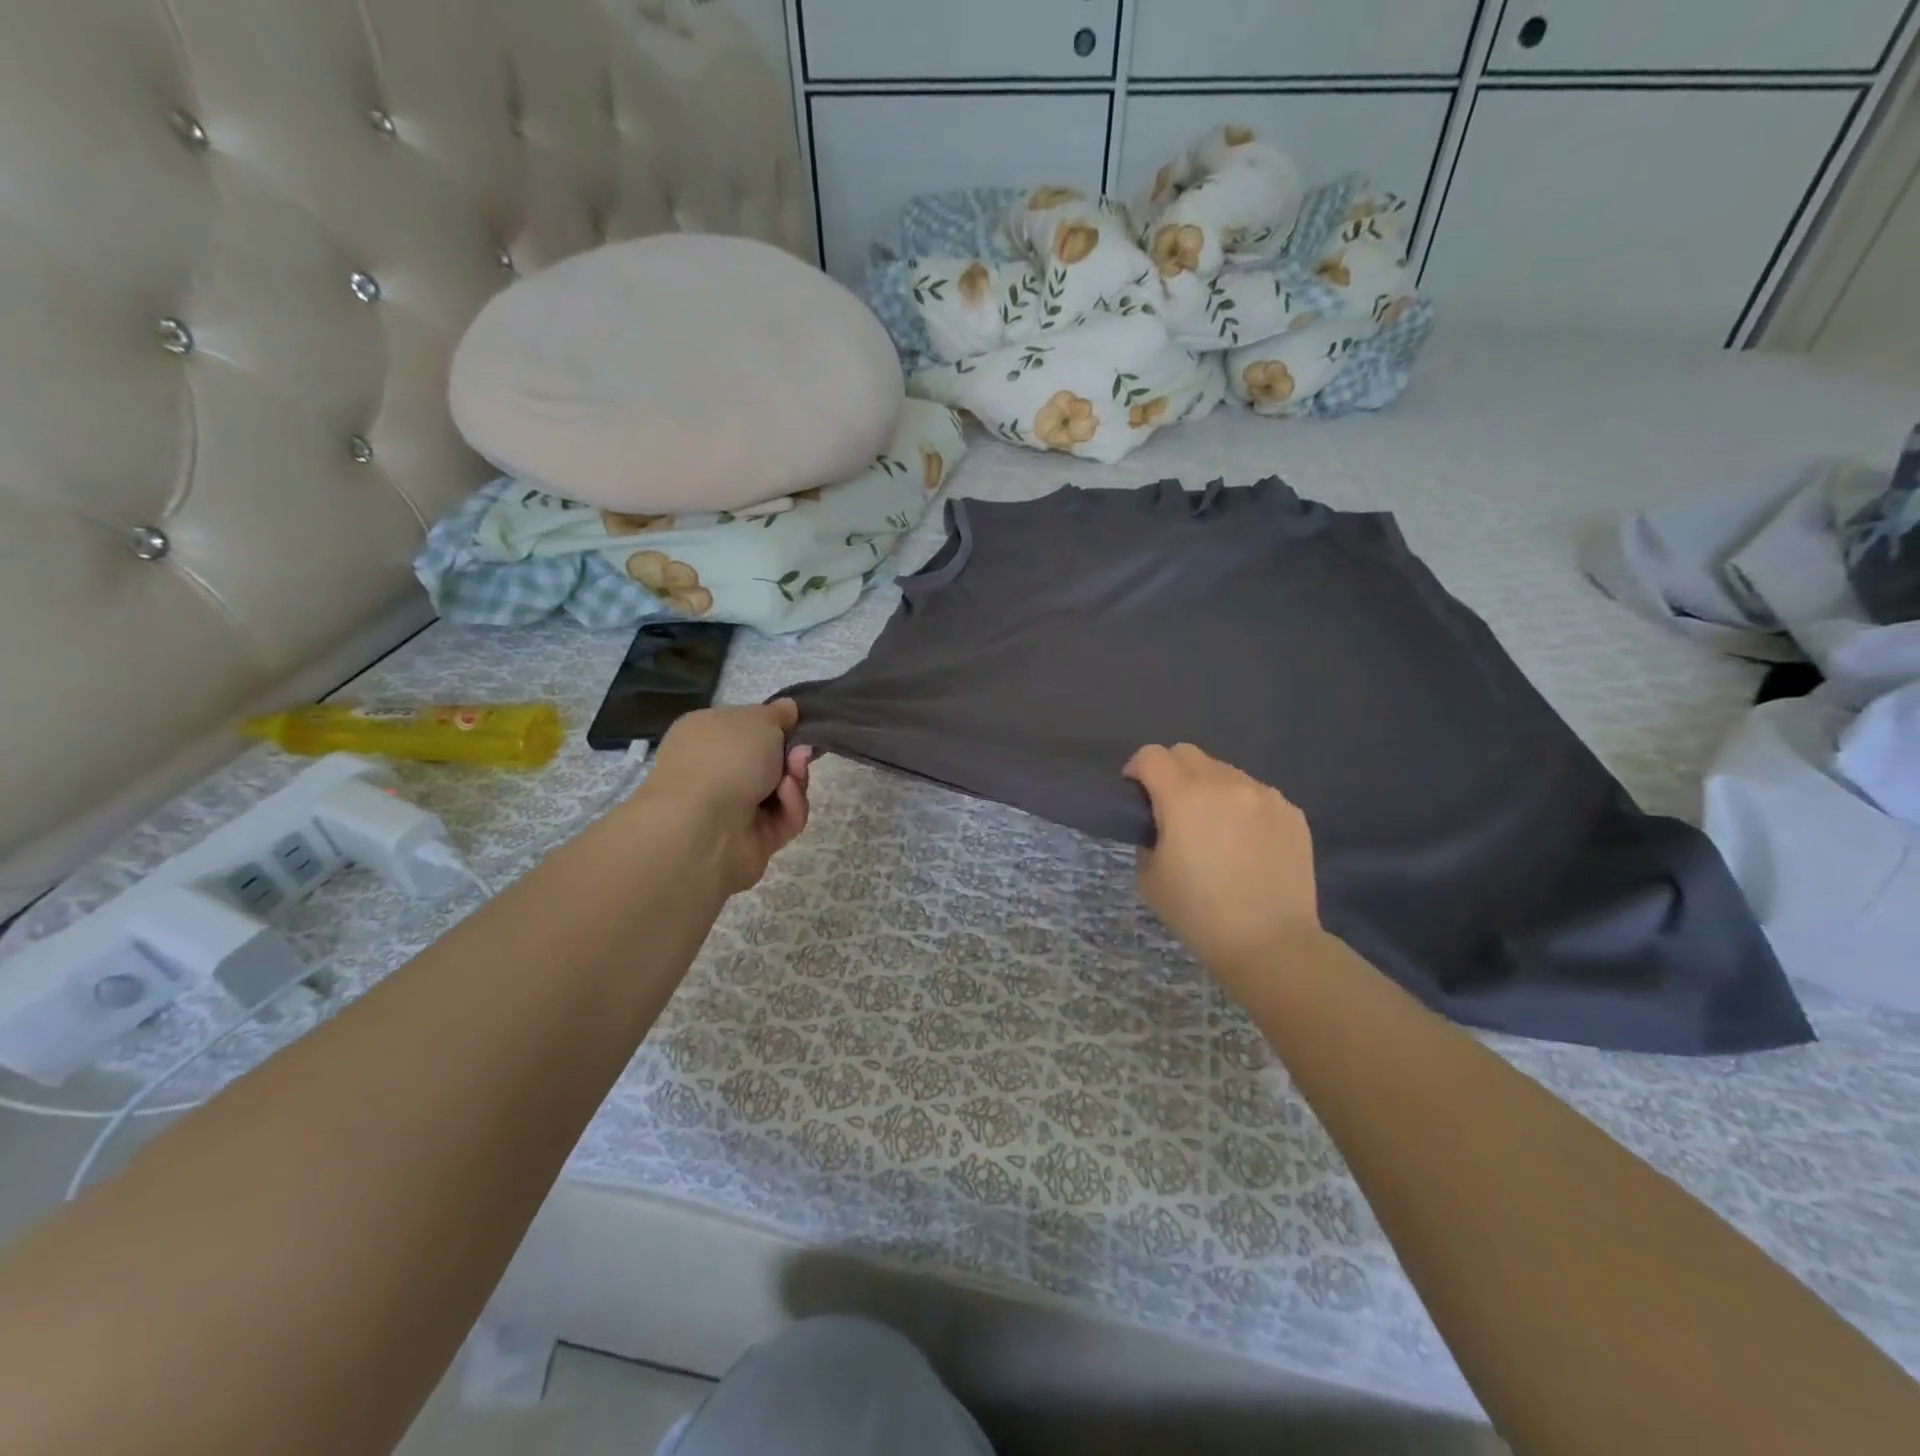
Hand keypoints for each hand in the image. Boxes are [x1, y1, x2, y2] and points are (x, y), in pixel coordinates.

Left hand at [637, 700, 811, 894]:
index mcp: (707, 734)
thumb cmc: (726, 757)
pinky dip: (791, 806)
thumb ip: (779, 714)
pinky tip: (785, 798)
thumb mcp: (759, 719)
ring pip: (782, 790)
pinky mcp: (753, 838)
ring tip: (791, 778)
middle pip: (771, 760)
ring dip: (796, 780)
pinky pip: (785, 818)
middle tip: (802, 753)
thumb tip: (789, 708)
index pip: (747, 727)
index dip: (776, 726)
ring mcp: (734, 807)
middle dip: (792, 756)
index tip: (800, 726)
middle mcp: (717, 770)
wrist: (703, 826)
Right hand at [1124, 743, 1321, 985]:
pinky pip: (1255, 793)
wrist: (1270, 943)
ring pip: (1224, 771)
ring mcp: (1264, 794)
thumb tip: (1161, 823)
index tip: (1137, 795)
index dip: (1136, 770)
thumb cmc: (1199, 913)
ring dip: (1209, 788)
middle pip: (1187, 753)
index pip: (1151, 756)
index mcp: (1184, 798)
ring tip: (1215, 828)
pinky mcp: (1291, 811)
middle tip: (1172, 809)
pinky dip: (1242, 806)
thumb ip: (1149, 836)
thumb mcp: (1150, 877)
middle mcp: (1225, 784)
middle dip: (1171, 772)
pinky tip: (1246, 843)